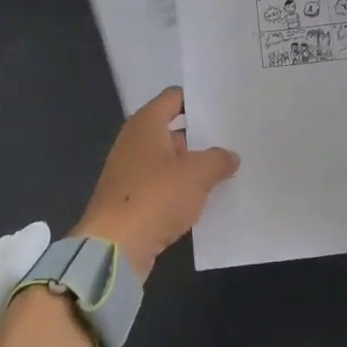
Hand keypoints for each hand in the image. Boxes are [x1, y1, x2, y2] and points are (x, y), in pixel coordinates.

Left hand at [74, 87, 238, 278]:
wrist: (114, 249)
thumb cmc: (155, 197)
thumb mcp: (197, 174)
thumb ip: (218, 159)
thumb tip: (229, 157)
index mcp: (146, 124)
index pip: (174, 97)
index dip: (198, 100)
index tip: (223, 107)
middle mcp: (134, 142)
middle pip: (173, 130)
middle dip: (201, 137)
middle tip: (233, 141)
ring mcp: (130, 172)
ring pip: (169, 161)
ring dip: (192, 167)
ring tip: (226, 171)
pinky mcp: (130, 201)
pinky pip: (161, 187)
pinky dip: (180, 191)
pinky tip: (204, 200)